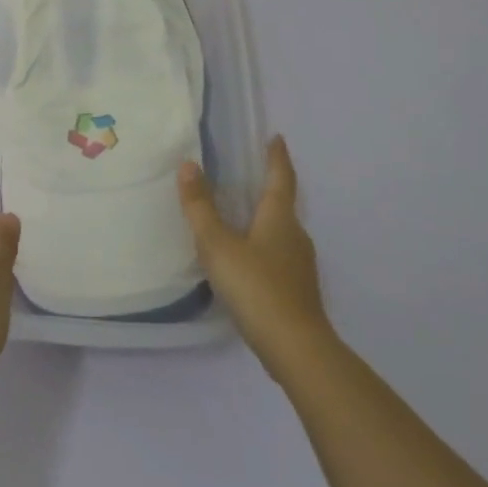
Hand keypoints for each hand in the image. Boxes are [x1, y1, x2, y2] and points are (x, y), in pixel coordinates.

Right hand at [179, 136, 337, 381]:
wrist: (295, 348)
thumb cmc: (256, 287)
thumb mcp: (218, 245)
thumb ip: (200, 207)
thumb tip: (188, 165)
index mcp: (279, 218)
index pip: (281, 178)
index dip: (277, 157)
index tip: (277, 138)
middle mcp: (295, 235)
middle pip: (283, 204)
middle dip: (268, 188)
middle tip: (248, 175)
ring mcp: (299, 265)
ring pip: (280, 232)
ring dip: (264, 220)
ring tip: (240, 216)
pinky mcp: (296, 290)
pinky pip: (278, 257)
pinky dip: (263, 248)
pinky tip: (246, 262)